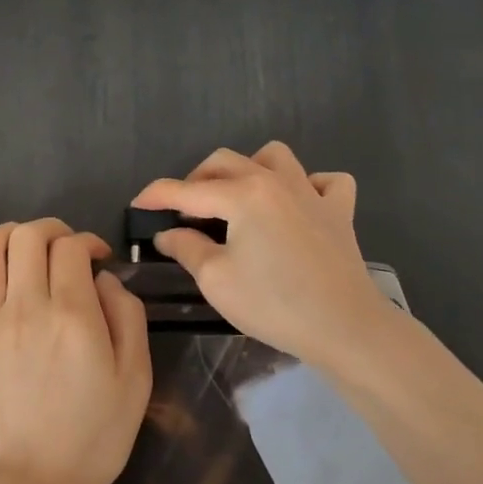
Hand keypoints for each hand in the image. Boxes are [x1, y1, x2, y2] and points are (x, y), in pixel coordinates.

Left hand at [0, 219, 151, 483]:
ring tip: (23, 246)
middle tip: (66, 251)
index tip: (98, 260)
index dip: (88, 242)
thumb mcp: (135, 380)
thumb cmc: (92, 439)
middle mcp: (24, 306)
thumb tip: (104, 279)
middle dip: (53, 231)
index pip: (72, 247)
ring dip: (8, 233)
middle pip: (30, 237)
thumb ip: (128, 316)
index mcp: (72, 314)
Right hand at [132, 142, 395, 368]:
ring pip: (275, 157)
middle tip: (184, 212)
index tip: (137, 204)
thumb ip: (187, 249)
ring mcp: (312, 192)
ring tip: (238, 198)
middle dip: (197, 179)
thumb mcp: (217, 280)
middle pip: (226, 162)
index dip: (157, 195)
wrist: (345, 327)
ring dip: (249, 169)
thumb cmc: (274, 304)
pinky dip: (308, 185)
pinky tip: (298, 206)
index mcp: (243, 195)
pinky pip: (325, 181)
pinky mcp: (339, 211)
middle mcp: (276, 181)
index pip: (187, 190)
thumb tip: (168, 233)